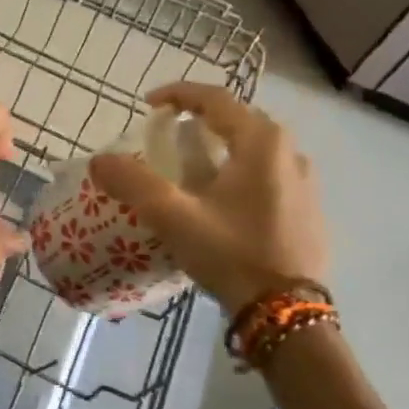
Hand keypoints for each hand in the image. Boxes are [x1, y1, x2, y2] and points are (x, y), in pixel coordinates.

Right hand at [89, 82, 329, 309]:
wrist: (289, 315)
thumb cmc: (232, 254)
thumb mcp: (174, 217)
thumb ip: (133, 182)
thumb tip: (99, 160)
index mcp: (261, 142)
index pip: (215, 98)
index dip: (178, 94)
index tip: (148, 105)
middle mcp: (289, 151)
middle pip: (238, 119)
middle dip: (200, 119)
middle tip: (168, 134)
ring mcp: (305, 182)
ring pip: (255, 147)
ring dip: (222, 146)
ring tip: (192, 166)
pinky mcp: (309, 209)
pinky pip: (269, 173)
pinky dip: (240, 171)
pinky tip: (222, 200)